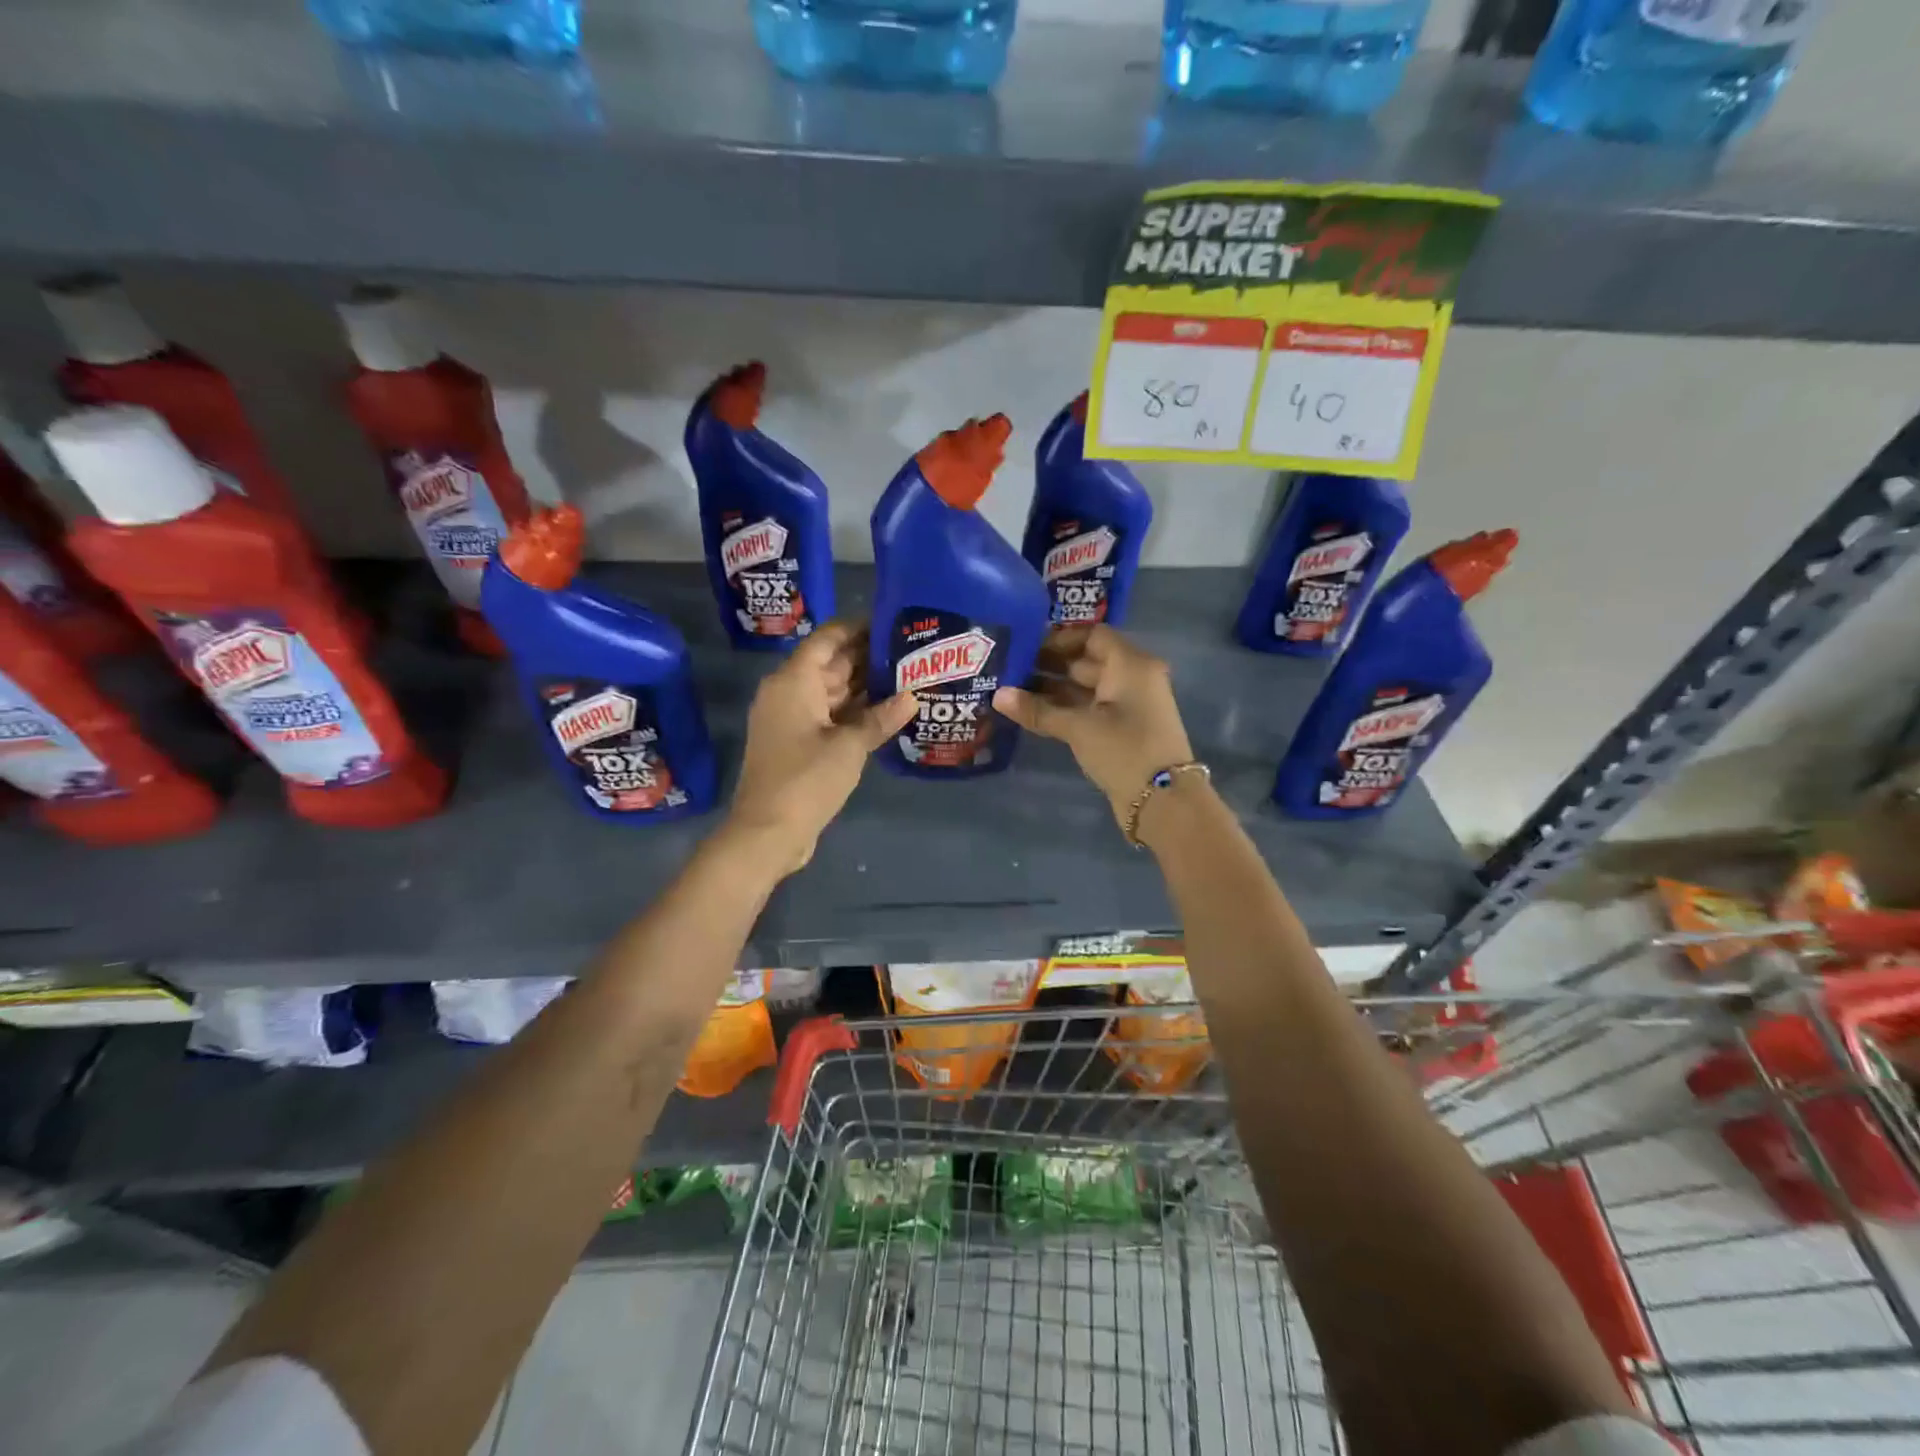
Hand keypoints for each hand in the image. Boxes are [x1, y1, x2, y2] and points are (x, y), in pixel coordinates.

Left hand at [727, 621, 916, 876]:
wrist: (768, 832)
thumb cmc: (806, 779)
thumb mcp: (849, 746)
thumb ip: (880, 718)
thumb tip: (912, 697)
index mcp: (793, 682)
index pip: (827, 640)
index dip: (857, 628)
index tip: (891, 622)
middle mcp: (788, 693)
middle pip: (830, 664)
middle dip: (867, 657)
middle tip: (910, 651)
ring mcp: (791, 719)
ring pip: (831, 691)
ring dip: (864, 686)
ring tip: (906, 676)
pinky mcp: (797, 743)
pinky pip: (828, 715)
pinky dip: (854, 712)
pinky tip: (886, 711)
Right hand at [993, 624, 1194, 831]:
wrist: (1163, 801)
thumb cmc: (1124, 750)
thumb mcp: (1078, 728)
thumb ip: (1038, 710)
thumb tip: (997, 696)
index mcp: (1130, 665)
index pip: (1093, 636)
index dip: (1059, 638)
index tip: (1026, 646)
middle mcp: (1132, 678)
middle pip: (1086, 660)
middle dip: (1048, 664)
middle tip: (1009, 668)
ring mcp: (1128, 705)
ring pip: (1085, 687)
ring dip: (1052, 689)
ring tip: (1011, 690)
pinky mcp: (1121, 729)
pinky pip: (1089, 708)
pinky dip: (1063, 708)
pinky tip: (1031, 712)